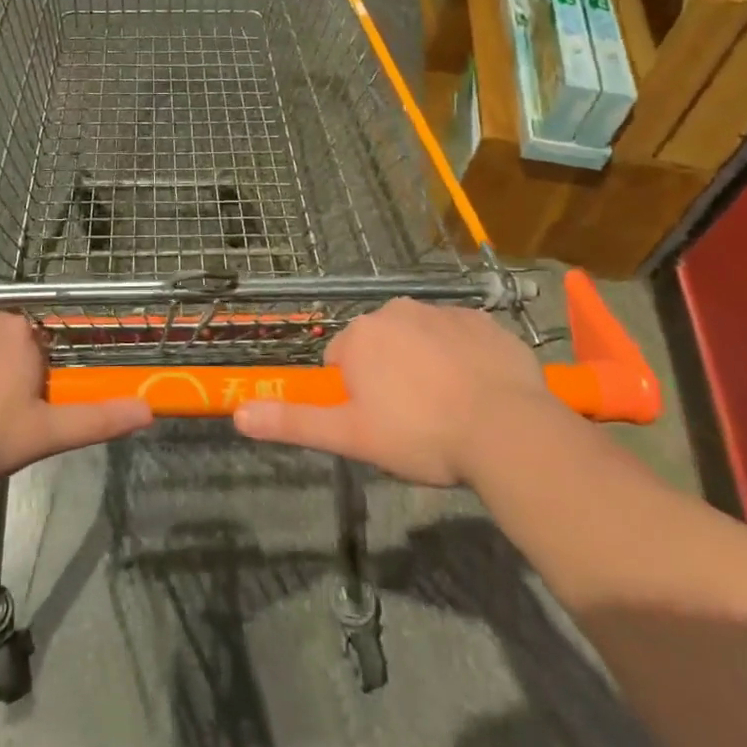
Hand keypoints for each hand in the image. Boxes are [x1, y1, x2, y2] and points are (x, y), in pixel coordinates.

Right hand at [233, 298, 554, 485]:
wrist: (507, 431)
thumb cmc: (421, 434)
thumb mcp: (351, 436)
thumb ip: (293, 421)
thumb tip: (238, 413)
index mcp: (361, 335)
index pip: (341, 360)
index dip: (355, 395)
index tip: (379, 423)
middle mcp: (396, 310)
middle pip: (380, 345)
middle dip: (389, 375)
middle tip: (413, 420)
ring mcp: (443, 312)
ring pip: (421, 339)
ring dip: (425, 364)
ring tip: (449, 409)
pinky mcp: (485, 321)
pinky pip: (461, 338)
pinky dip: (463, 358)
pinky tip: (479, 392)